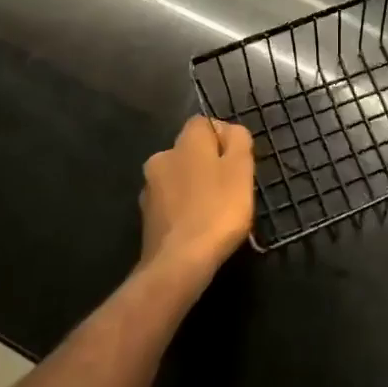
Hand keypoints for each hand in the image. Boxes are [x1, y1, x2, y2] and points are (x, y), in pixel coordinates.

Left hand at [140, 116, 255, 278]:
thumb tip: (228, 131)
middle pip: (190, 151)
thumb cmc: (218, 209)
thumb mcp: (241, 169)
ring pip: (179, 177)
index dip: (223, 138)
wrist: (179, 263)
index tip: (238, 162)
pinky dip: (183, 209)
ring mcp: (149, 189)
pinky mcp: (146, 217)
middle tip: (230, 187)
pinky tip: (198, 226)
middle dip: (208, 163)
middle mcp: (161, 157)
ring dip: (194, 187)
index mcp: (185, 141)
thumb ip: (238, 140)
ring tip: (215, 211)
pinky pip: (171, 203)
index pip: (204, 123)